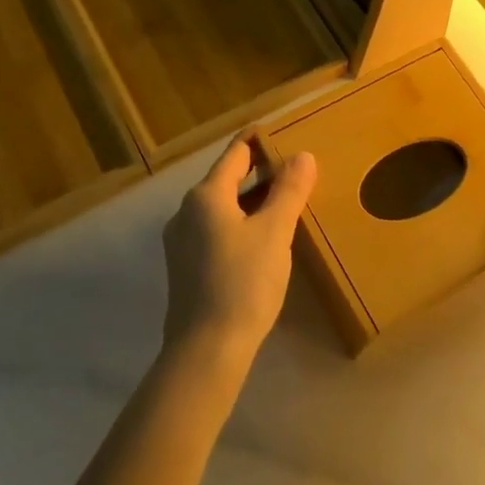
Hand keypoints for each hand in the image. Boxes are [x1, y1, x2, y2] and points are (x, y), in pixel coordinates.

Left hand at [161, 136, 316, 364]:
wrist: (206, 350)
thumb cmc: (244, 283)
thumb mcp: (275, 232)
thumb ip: (289, 191)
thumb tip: (303, 155)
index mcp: (205, 196)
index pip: (235, 155)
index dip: (259, 142)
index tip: (283, 134)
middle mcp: (186, 212)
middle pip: (226, 180)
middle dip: (259, 174)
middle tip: (294, 171)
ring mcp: (181, 242)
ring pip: (221, 208)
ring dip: (251, 202)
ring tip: (284, 205)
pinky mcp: (185, 268)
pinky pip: (215, 232)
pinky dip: (240, 225)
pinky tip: (262, 241)